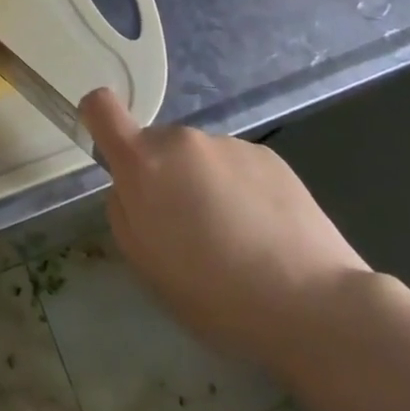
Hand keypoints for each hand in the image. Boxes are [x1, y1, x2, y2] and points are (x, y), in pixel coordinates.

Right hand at [81, 88, 371, 376]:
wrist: (313, 303)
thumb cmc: (214, 292)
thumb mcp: (145, 264)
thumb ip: (125, 212)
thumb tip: (133, 189)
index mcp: (143, 163)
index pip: (101, 107)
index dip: (97, 120)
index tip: (111, 153)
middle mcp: (182, 139)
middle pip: (157, 147)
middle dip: (164, 178)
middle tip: (189, 232)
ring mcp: (229, 144)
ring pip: (200, 160)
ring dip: (205, 186)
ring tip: (237, 241)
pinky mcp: (270, 156)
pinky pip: (238, 168)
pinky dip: (242, 192)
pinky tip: (266, 235)